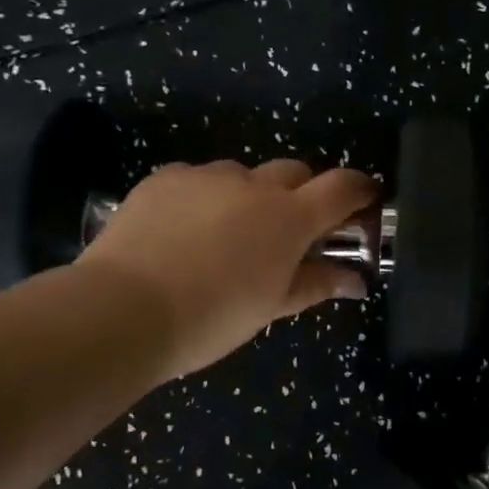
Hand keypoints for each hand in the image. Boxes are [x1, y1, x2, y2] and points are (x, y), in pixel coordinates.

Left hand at [75, 158, 376, 380]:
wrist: (122, 309)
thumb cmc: (211, 318)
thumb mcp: (270, 307)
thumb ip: (315, 284)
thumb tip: (356, 280)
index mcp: (288, 218)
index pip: (341, 187)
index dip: (360, 189)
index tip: (366, 199)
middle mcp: (253, 184)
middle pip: (294, 170)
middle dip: (301, 192)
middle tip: (288, 230)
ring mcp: (206, 176)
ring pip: (242, 174)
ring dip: (248, 196)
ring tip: (225, 235)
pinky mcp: (165, 177)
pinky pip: (198, 178)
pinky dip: (204, 197)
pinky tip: (183, 231)